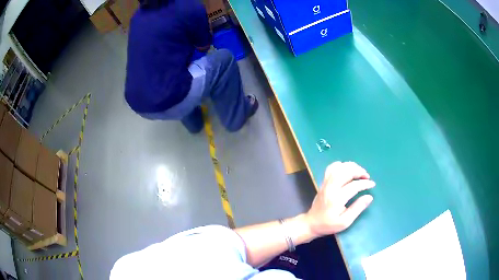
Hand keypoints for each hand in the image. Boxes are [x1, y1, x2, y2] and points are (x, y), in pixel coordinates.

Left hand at [305, 162, 374, 237]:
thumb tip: (369, 197)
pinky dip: (341, 165)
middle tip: (367, 176)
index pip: (354, 186)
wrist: (311, 223)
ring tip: (359, 172)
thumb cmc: (328, 225)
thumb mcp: (345, 222)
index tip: (372, 184)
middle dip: (359, 171)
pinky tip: (347, 170)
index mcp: (337, 198)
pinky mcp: (323, 182)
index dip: (365, 183)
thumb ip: (358, 208)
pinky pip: (331, 168)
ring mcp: (325, 183)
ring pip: (339, 167)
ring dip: (351, 166)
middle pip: (346, 171)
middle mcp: (330, 188)